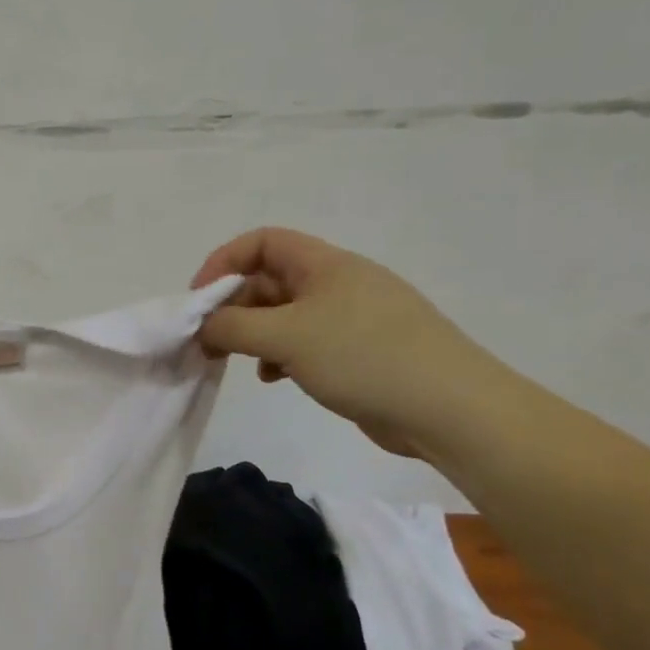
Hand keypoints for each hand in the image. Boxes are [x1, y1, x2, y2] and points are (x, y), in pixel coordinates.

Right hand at [193, 228, 506, 458]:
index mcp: (325, 264)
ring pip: (285, 315)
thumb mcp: (286, 337)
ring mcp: (351, 318)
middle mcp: (337, 283)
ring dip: (253, 334)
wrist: (449, 408)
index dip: (224, 262)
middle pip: (270, 279)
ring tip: (235, 362)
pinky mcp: (359, 352)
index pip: (262, 242)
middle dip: (233, 307)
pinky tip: (273, 378)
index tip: (199, 300)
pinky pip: (305, 342)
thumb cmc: (363, 357)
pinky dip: (280, 355)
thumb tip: (203, 326)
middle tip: (208, 341)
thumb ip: (233, 326)